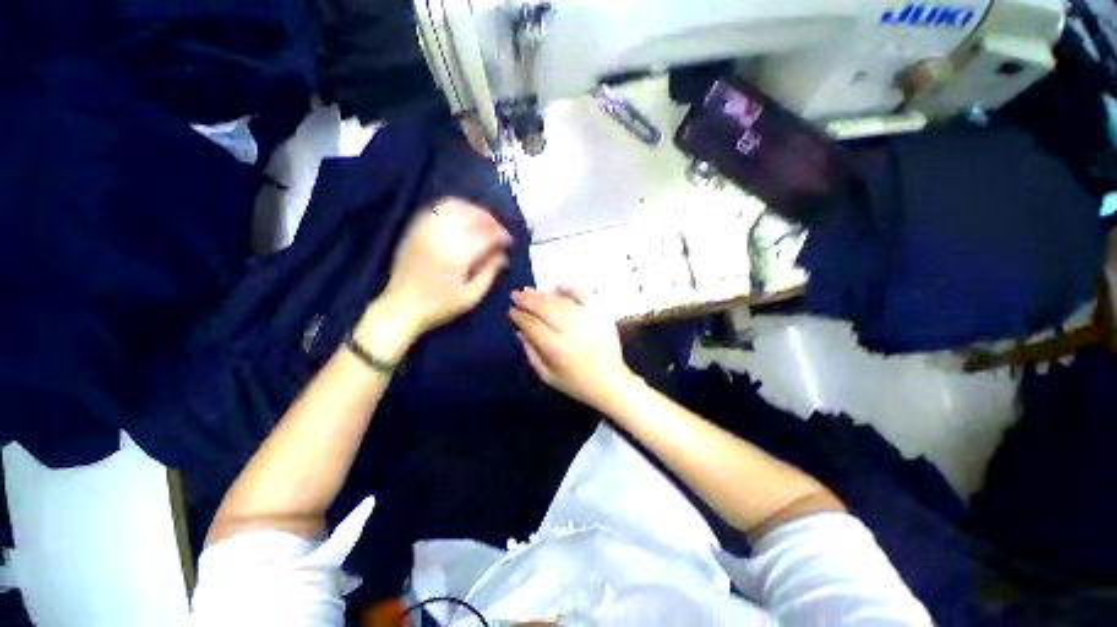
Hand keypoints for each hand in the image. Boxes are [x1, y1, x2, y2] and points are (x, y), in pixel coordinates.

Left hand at [366, 198, 512, 343]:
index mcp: (457, 255)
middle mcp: (441, 236)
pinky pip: (437, 208)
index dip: (502, 235)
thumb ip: (490, 272)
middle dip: (490, 220)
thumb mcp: (471, 296)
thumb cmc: (439, 306)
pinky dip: (454, 209)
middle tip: (499, 231)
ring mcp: (425, 229)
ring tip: (483, 223)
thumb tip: (503, 256)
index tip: (510, 242)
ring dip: (473, 211)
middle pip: (472, 214)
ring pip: (454, 206)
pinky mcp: (415, 229)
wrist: (400, 308)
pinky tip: (462, 219)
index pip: (486, 235)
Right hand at [509, 287, 636, 408]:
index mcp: (557, 349)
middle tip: (516, 294)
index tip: (510, 311)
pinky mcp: (601, 314)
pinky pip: (584, 295)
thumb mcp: (547, 375)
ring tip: (531, 290)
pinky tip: (557, 287)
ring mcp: (588, 319)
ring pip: (561, 301)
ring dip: (543, 294)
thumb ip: (531, 353)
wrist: (610, 382)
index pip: (532, 325)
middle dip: (527, 300)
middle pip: (545, 308)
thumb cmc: (576, 382)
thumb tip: (519, 331)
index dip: (519, 316)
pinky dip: (570, 289)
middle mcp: (572, 330)